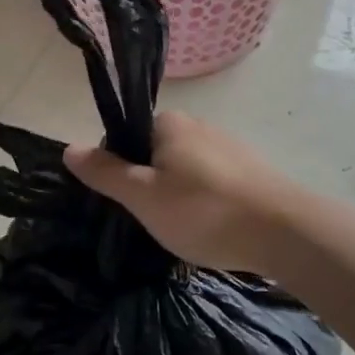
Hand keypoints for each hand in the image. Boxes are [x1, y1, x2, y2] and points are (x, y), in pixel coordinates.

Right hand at [63, 110, 295, 275]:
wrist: (286, 232)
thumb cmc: (204, 211)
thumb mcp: (143, 196)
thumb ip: (105, 172)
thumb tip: (68, 148)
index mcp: (168, 123)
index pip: (126, 138)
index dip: (118, 170)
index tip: (127, 203)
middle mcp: (199, 125)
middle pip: (156, 154)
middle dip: (150, 185)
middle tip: (153, 221)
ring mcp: (230, 147)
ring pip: (186, 170)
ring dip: (179, 196)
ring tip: (184, 231)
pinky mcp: (252, 171)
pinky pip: (214, 183)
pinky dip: (206, 202)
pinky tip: (213, 229)